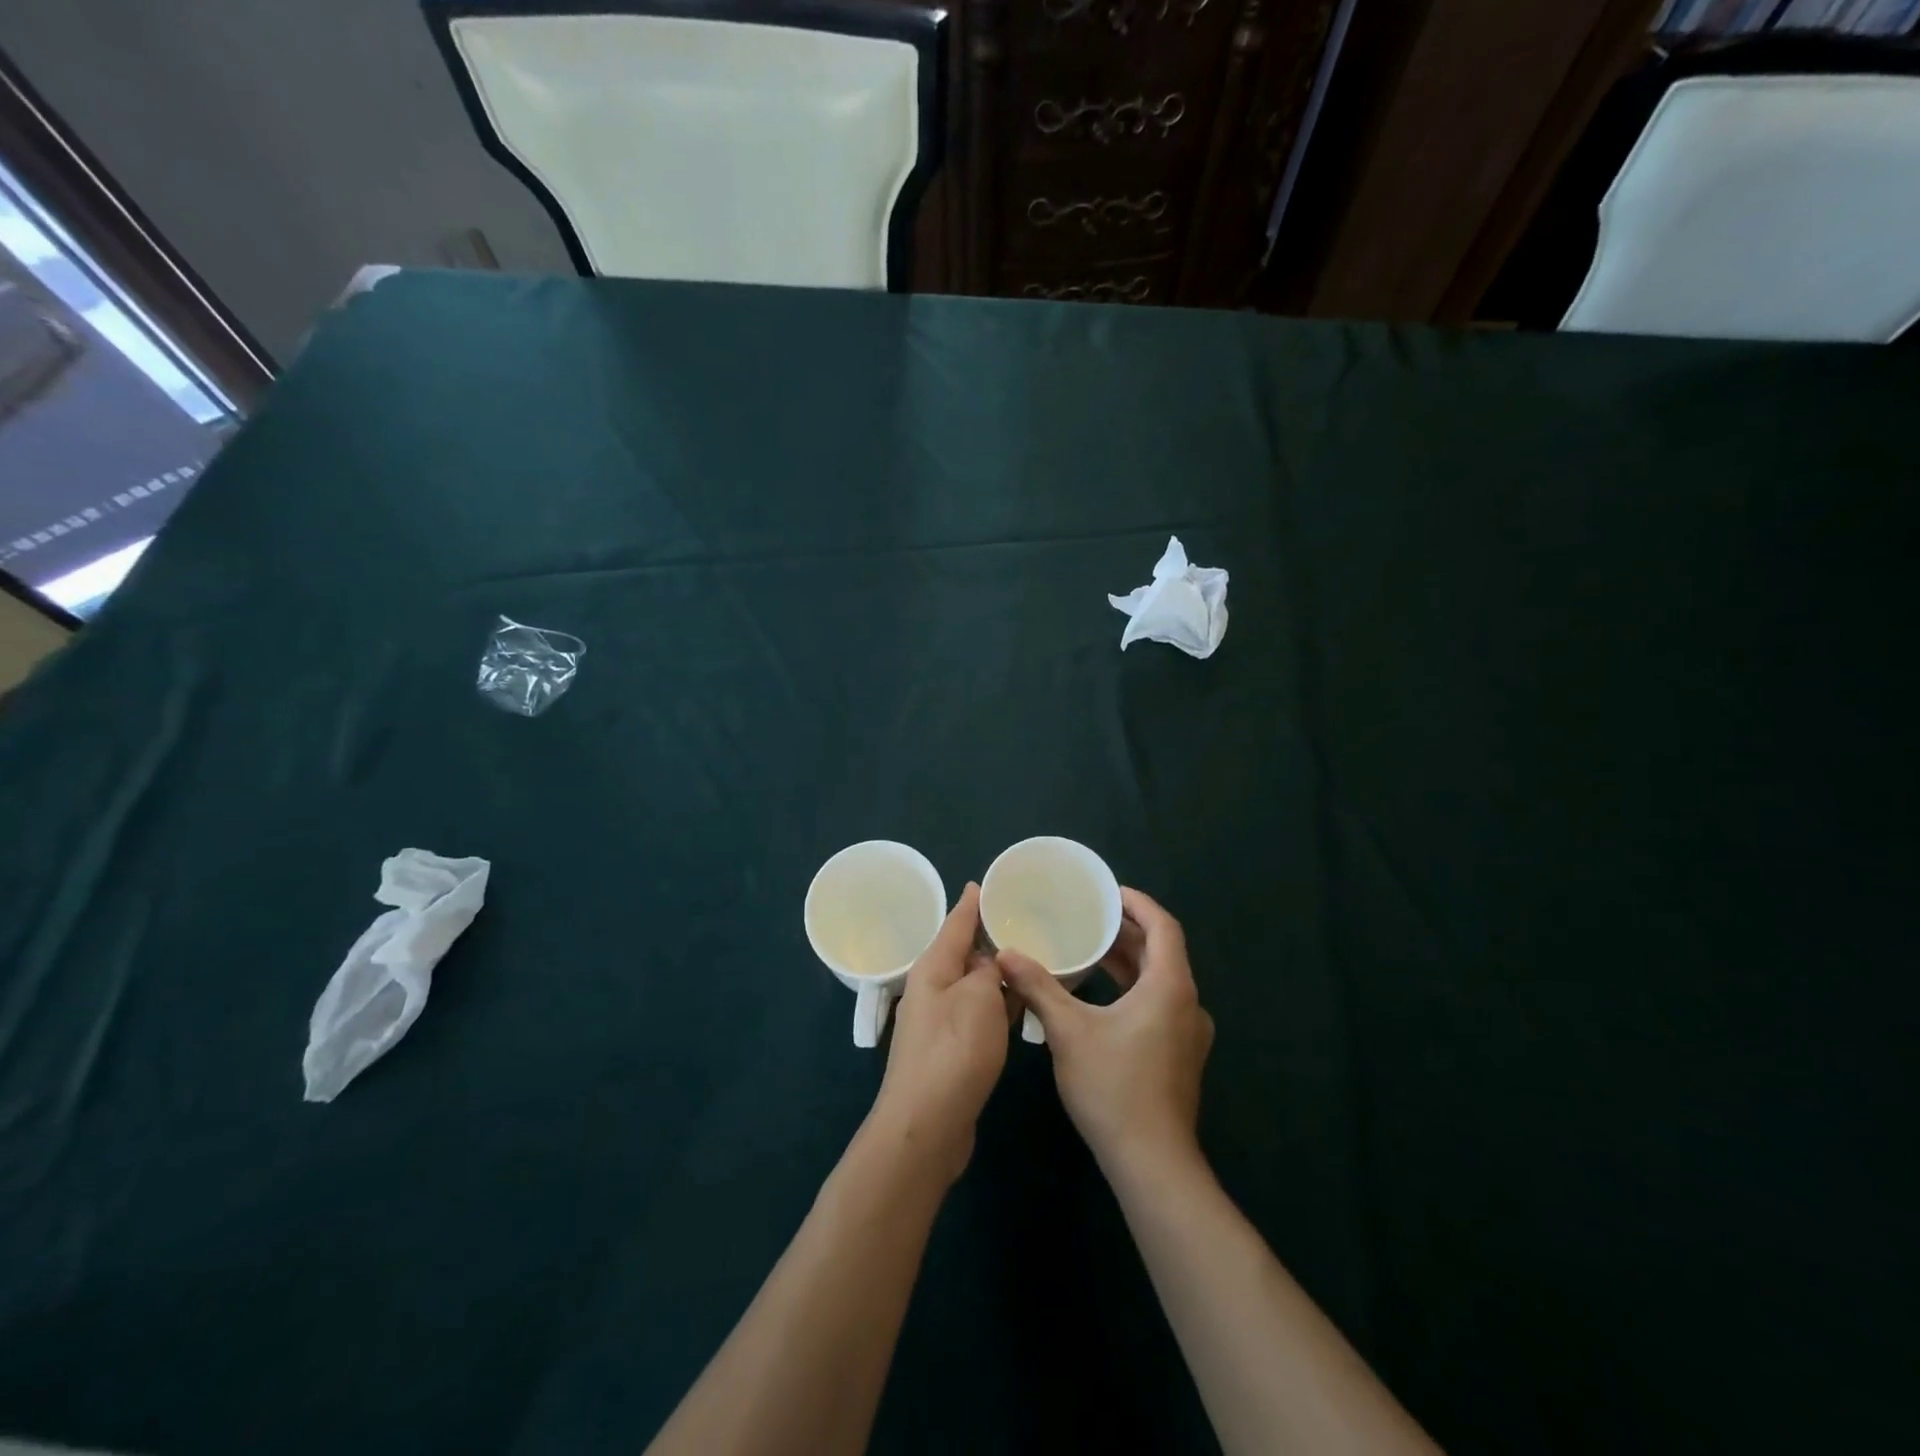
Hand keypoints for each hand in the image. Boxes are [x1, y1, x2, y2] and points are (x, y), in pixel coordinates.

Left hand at [870, 883, 1015, 1183]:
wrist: (926, 1126)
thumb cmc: (954, 1052)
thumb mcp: (978, 998)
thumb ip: (988, 971)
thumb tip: (987, 965)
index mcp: (933, 967)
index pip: (956, 923)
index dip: (972, 903)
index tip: (985, 883)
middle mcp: (931, 989)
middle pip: (963, 953)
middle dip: (990, 939)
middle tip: (1024, 924)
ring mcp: (938, 1022)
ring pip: (972, 986)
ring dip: (996, 976)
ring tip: (1030, 962)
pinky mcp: (949, 1051)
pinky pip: (977, 1015)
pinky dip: (996, 1007)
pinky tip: (1019, 1008)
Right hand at [999, 887, 1213, 1178]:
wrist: (1151, 1162)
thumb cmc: (1113, 1087)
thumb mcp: (1068, 1031)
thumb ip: (1038, 987)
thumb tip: (1006, 955)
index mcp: (1170, 987)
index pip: (1164, 926)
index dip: (1138, 904)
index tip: (1108, 893)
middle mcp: (1188, 1004)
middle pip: (1162, 952)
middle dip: (1126, 932)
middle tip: (1089, 918)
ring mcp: (1188, 1033)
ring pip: (1160, 981)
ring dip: (1128, 962)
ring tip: (1089, 950)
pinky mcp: (1180, 1056)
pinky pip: (1159, 1004)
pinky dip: (1133, 989)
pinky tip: (1100, 998)